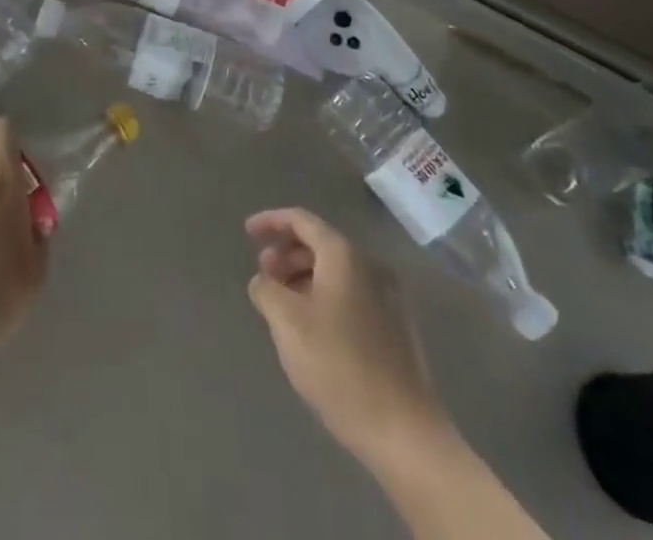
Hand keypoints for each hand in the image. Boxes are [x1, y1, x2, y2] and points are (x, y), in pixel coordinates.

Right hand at [245, 208, 455, 469]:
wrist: (405, 432)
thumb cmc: (339, 367)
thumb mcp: (288, 324)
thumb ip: (266, 290)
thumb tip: (263, 280)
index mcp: (344, 256)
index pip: (302, 220)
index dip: (271, 221)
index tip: (247, 233)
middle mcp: (369, 266)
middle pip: (320, 244)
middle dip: (287, 253)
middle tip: (263, 274)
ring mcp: (387, 297)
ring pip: (336, 272)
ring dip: (304, 277)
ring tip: (282, 304)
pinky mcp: (395, 327)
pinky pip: (351, 294)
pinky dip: (324, 296)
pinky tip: (311, 328)